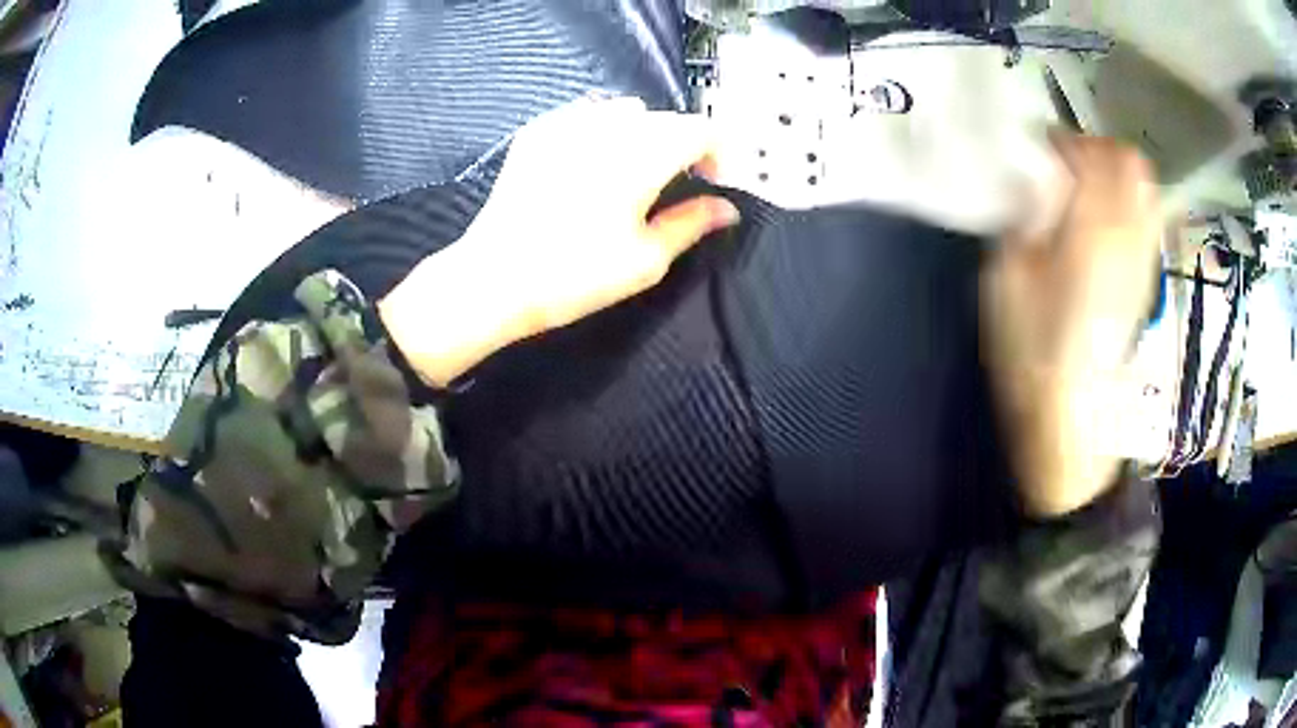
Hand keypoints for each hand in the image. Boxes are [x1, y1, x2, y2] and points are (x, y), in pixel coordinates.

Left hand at [380, 97, 739, 385]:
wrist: (494, 279)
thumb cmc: (575, 275)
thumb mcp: (646, 259)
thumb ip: (692, 224)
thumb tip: (727, 208)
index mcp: (643, 154)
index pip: (701, 129)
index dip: (718, 153)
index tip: (710, 183)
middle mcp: (608, 126)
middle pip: (665, 118)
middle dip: (682, 145)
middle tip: (673, 186)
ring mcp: (567, 123)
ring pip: (625, 110)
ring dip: (643, 133)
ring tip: (631, 172)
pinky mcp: (538, 132)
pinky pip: (585, 114)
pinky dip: (603, 130)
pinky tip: (591, 163)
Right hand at [983, 131, 1161, 516]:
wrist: (1073, 419)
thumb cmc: (1033, 354)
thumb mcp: (1007, 281)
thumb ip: (1025, 218)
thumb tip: (1037, 179)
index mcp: (1091, 232)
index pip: (1093, 155)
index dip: (1066, 139)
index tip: (1042, 146)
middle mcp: (1128, 237)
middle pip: (1130, 163)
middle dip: (1098, 149)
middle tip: (1067, 163)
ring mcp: (1143, 259)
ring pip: (1145, 188)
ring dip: (1115, 174)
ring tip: (1086, 189)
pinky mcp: (1146, 280)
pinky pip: (1147, 219)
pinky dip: (1128, 202)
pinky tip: (1103, 221)